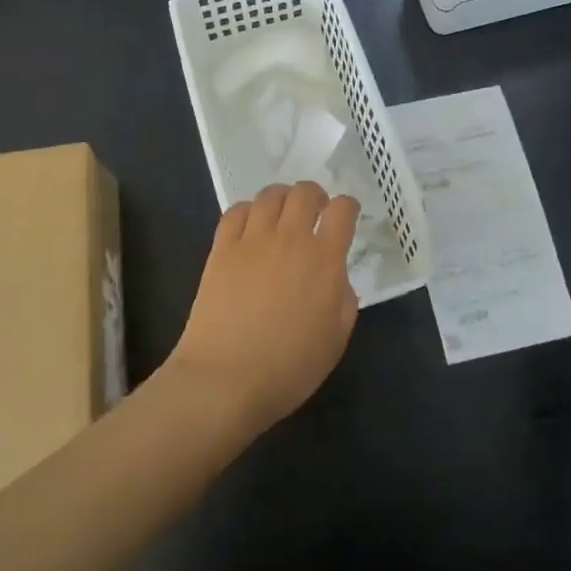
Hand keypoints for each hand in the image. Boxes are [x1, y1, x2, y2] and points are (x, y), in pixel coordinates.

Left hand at [168, 183, 360, 433]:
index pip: (343, 210)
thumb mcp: (337, 337)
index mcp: (325, 259)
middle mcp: (290, 238)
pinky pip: (236, 212)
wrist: (226, 378)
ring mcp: (252, 240)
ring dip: (283, 198)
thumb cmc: (290, 366)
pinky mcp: (222, 249)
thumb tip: (334, 275)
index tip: (347, 215)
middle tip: (316, 213)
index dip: (349, 207)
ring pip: (270, 195)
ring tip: (283, 215)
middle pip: (305, 192)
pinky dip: (249, 210)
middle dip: (316, 196)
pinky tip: (251, 226)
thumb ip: (343, 296)